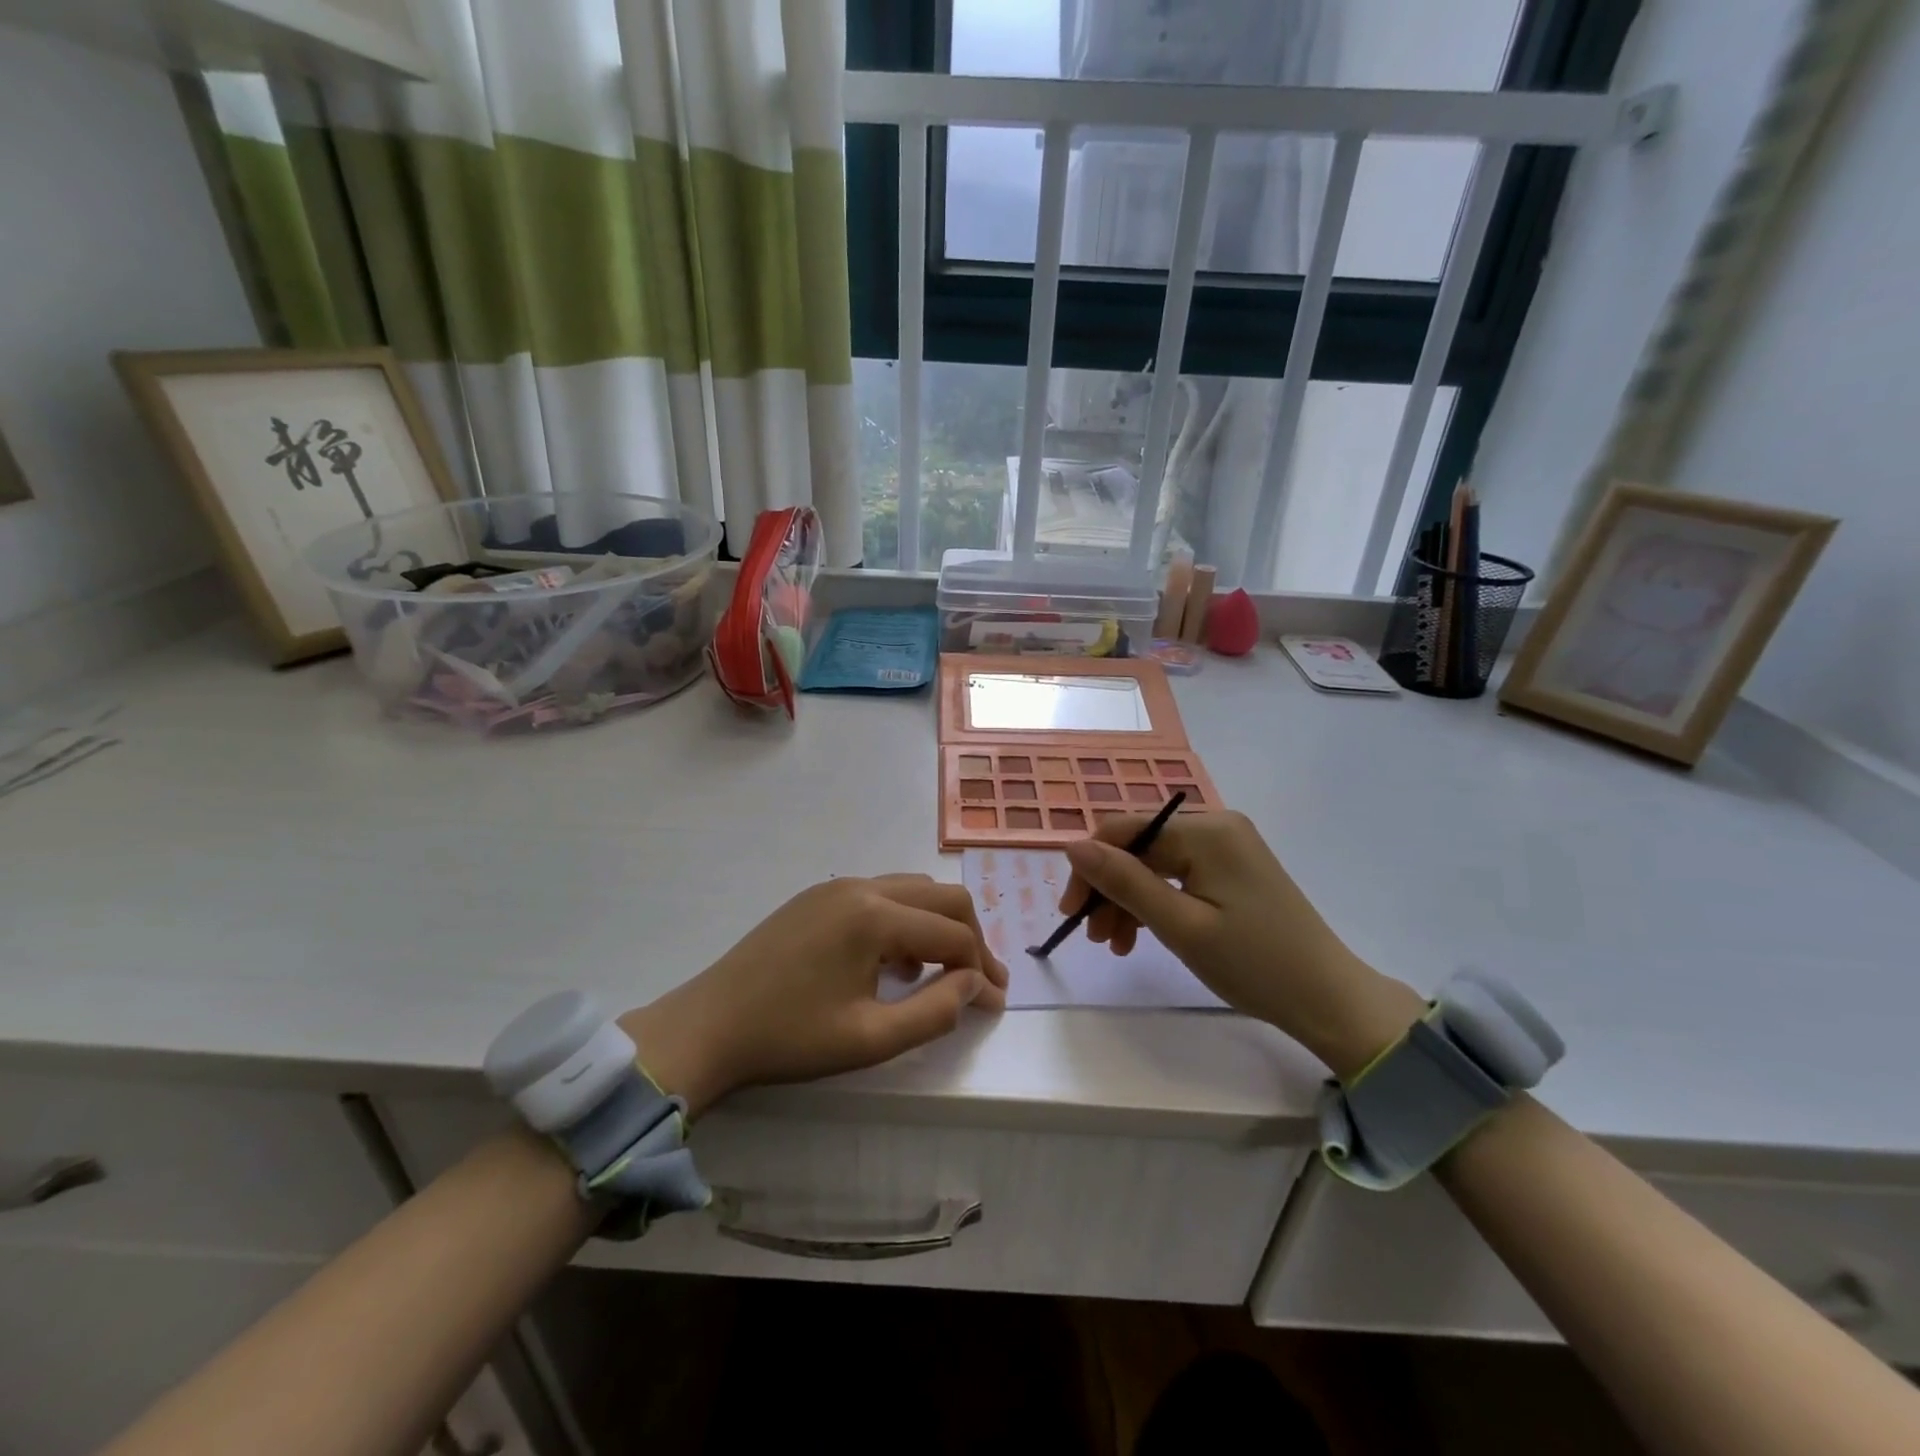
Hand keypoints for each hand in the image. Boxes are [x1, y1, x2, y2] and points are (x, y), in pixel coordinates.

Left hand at [620, 875, 1007, 1114]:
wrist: (708, 1025)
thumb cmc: (790, 1038)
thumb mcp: (870, 1039)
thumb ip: (935, 1011)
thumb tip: (976, 984)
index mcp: (875, 916)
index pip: (953, 934)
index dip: (983, 969)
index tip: (996, 1004)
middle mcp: (862, 886)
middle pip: (942, 896)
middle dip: (970, 937)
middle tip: (980, 982)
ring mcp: (836, 886)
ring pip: (912, 890)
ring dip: (937, 926)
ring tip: (939, 975)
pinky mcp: (817, 896)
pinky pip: (881, 895)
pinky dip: (904, 921)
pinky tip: (893, 964)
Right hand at [1058, 812, 1424, 1078]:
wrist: (1329, 999)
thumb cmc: (1254, 964)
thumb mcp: (1180, 926)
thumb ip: (1124, 882)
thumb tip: (1072, 845)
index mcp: (1206, 831)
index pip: (1124, 830)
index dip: (1090, 866)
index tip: (1070, 912)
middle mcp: (1216, 826)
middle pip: (1140, 847)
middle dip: (1110, 889)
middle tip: (1096, 939)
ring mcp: (1227, 848)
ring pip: (1155, 864)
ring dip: (1129, 901)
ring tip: (1117, 946)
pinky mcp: (1234, 870)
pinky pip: (1179, 876)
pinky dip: (1156, 903)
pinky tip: (1143, 935)